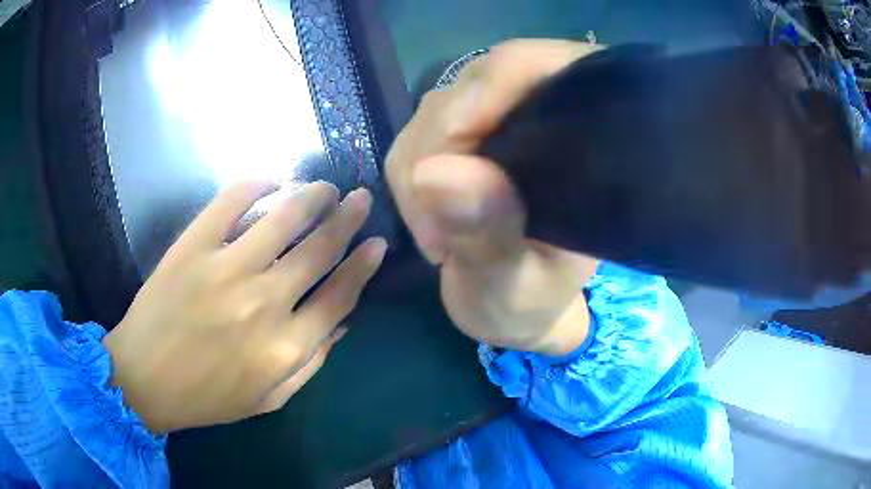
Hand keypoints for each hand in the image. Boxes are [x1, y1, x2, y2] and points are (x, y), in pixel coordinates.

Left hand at [103, 181, 385, 433]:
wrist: (144, 379)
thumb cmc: (207, 397)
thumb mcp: (269, 398)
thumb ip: (311, 363)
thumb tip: (342, 323)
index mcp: (284, 347)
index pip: (339, 296)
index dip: (363, 266)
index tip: (376, 243)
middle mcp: (262, 303)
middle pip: (319, 250)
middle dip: (347, 219)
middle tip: (360, 198)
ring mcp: (225, 269)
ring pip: (283, 218)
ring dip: (312, 196)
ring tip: (325, 187)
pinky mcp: (193, 247)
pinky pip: (230, 202)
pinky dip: (256, 185)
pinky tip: (273, 180)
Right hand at [387, 40, 600, 355]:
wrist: (512, 308)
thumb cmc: (530, 303)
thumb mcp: (515, 286)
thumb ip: (487, 236)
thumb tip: (437, 174)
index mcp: (586, 134)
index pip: (537, 67)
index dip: (490, 89)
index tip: (448, 152)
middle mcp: (543, 111)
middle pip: (476, 85)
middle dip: (439, 152)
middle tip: (438, 231)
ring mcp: (499, 118)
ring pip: (436, 110)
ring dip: (419, 172)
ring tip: (438, 236)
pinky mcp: (462, 135)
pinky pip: (415, 135)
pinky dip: (409, 177)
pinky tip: (428, 218)